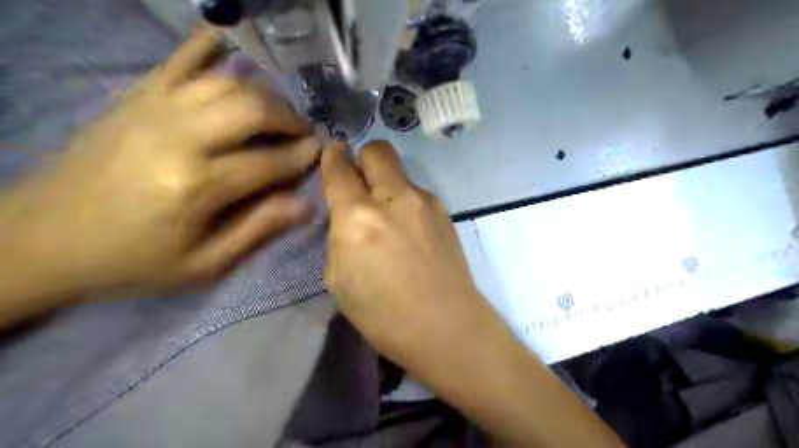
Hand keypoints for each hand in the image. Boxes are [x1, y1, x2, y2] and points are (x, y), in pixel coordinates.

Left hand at [3, 28, 320, 303]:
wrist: (40, 242)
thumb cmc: (132, 262)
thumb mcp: (203, 264)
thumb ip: (258, 229)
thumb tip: (307, 205)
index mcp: (198, 185)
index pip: (270, 161)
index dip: (302, 156)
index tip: (320, 152)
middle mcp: (178, 137)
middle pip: (252, 109)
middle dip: (288, 118)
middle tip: (301, 132)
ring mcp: (152, 110)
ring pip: (225, 83)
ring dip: (262, 93)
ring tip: (276, 111)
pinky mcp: (133, 99)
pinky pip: (177, 62)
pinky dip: (206, 49)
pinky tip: (227, 43)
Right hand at [320, 140, 500, 374]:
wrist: (445, 325)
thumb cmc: (383, 314)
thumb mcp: (339, 280)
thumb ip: (339, 237)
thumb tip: (347, 217)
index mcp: (357, 218)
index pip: (339, 169)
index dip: (332, 156)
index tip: (332, 152)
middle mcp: (392, 199)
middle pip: (377, 150)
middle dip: (362, 157)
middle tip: (359, 180)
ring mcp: (424, 202)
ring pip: (399, 172)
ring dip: (386, 184)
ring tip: (388, 216)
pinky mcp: (444, 211)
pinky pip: (416, 193)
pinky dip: (405, 202)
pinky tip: (409, 230)